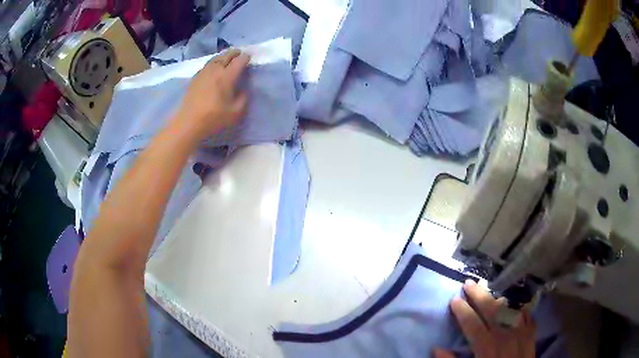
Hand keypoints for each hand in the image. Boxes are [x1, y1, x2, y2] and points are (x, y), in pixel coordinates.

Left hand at [174, 49, 249, 142]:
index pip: (239, 61)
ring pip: (215, 58)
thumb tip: (243, 90)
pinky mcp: (195, 78)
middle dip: (235, 53)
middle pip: (226, 55)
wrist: (188, 122)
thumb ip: (243, 99)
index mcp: (227, 76)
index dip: (246, 57)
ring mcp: (203, 72)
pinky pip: (207, 65)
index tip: (249, 57)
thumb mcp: (236, 113)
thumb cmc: (213, 118)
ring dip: (223, 56)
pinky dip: (214, 62)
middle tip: (240, 53)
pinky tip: (214, 68)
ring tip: (227, 58)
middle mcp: (215, 70)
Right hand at [434, 280, 535, 357]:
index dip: (463, 311)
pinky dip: (519, 308)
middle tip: (469, 283)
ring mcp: (521, 334)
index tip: (454, 299)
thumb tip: (437, 348)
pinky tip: (514, 304)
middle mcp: (505, 337)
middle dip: (479, 296)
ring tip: (490, 288)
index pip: (473, 325)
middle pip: (492, 312)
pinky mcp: (531, 336)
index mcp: (487, 349)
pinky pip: (526, 316)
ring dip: (499, 298)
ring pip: (510, 309)